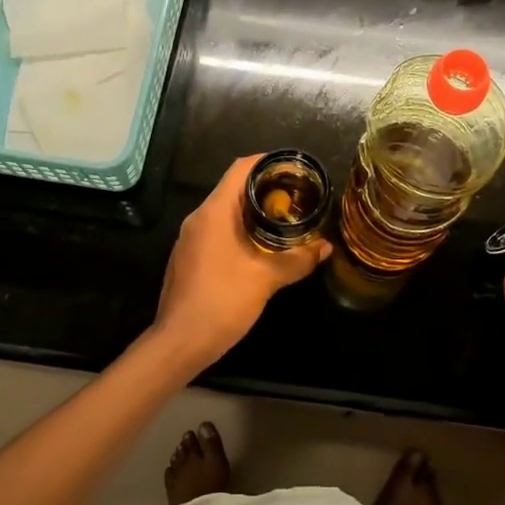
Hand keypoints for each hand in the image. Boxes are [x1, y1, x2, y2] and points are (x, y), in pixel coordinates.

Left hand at [150, 155, 330, 370]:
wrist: (180, 342)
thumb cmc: (223, 302)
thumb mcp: (266, 279)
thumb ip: (297, 259)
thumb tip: (325, 247)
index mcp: (214, 212)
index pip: (240, 169)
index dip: (266, 162)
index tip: (292, 168)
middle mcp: (198, 218)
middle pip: (232, 189)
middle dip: (264, 190)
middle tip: (296, 197)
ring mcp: (189, 239)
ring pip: (224, 212)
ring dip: (251, 213)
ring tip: (282, 221)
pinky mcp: (188, 258)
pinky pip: (216, 231)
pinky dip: (238, 231)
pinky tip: (258, 249)